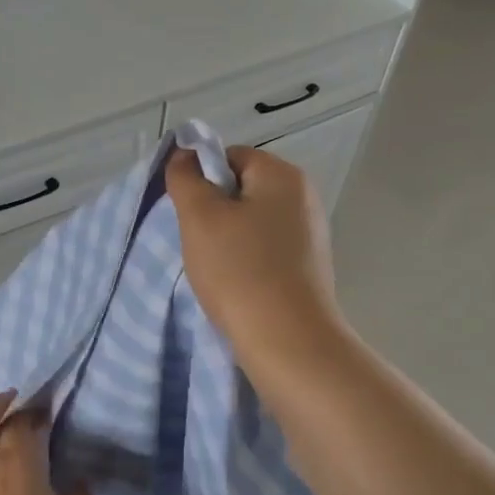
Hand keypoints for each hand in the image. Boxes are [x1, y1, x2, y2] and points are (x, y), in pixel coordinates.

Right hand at [164, 145, 345, 375]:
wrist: (286, 340)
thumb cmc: (239, 270)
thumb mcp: (199, 217)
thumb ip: (186, 178)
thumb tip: (184, 154)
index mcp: (282, 175)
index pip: (229, 157)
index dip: (201, 180)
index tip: (186, 214)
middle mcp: (304, 196)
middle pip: (242, 190)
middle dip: (213, 212)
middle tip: (196, 243)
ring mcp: (310, 233)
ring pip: (251, 222)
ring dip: (226, 240)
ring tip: (214, 269)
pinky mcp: (308, 266)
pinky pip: (265, 250)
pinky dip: (245, 261)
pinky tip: (235, 284)